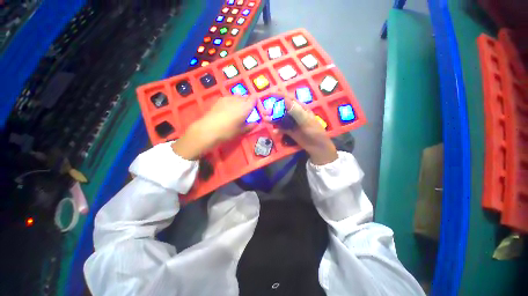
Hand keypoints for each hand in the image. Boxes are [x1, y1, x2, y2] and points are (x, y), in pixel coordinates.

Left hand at [172, 96, 256, 159]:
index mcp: (246, 107)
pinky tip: (228, 109)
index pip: (254, 98)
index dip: (255, 102)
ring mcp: (228, 98)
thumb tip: (256, 123)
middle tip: (246, 111)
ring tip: (236, 110)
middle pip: (246, 97)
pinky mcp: (220, 99)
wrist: (209, 129)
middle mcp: (238, 100)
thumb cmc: (228, 131)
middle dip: (248, 102)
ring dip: (239, 101)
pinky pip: (229, 97)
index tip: (255, 108)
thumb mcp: (241, 131)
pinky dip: (232, 101)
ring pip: (237, 96)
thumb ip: (250, 126)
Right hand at [265, 96, 337, 164]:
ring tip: (265, 120)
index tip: (269, 94)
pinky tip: (275, 132)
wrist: (317, 147)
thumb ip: (296, 111)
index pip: (289, 99)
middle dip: (273, 109)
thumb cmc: (314, 132)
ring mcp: (292, 123)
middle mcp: (295, 114)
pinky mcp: (290, 131)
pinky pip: (281, 128)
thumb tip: (286, 100)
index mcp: (300, 108)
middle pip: (282, 109)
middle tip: (265, 112)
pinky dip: (277, 129)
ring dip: (273, 119)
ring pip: (280, 119)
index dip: (280, 95)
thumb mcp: (305, 121)